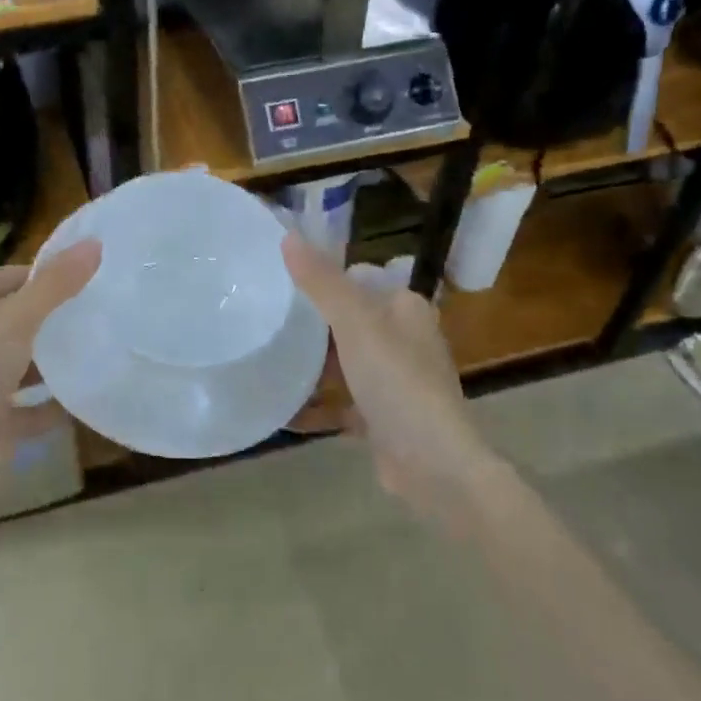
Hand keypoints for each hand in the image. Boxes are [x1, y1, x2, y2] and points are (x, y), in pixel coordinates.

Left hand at [0, 239, 102, 487]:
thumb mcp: (15, 317)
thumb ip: (55, 284)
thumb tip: (94, 244)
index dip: (24, 275)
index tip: (67, 276)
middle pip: (5, 324)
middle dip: (42, 318)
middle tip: (88, 309)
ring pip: (16, 368)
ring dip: (47, 361)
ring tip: (92, 347)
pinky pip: (28, 412)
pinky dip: (52, 407)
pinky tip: (84, 396)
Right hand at [282, 234, 493, 505]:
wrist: (433, 465)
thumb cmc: (397, 380)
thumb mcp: (355, 322)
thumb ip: (321, 281)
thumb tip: (288, 235)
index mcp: (405, 309)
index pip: (361, 277)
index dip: (327, 275)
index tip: (284, 279)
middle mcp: (404, 340)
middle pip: (350, 319)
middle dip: (313, 320)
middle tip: (267, 315)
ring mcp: (394, 381)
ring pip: (345, 361)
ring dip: (313, 362)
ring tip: (267, 353)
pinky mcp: (382, 418)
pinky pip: (341, 402)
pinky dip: (316, 403)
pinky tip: (282, 406)